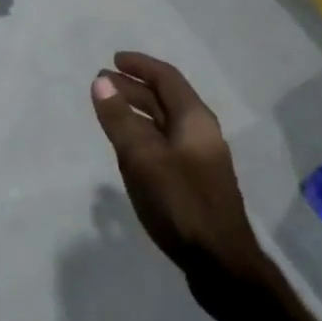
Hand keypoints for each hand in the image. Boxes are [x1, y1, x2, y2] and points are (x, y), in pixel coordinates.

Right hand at [90, 52, 263, 281]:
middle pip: (165, 99)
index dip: (140, 65)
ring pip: (164, 123)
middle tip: (102, 84)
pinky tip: (127, 148)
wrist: (219, 261)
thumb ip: (120, 119)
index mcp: (195, 120)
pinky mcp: (193, 181)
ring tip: (108, 110)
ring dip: (136, 111)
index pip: (166, 78)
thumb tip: (102, 81)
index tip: (113, 59)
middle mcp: (200, 133)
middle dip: (134, 87)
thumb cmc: (179, 202)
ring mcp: (199, 159)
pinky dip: (142, 134)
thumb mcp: (142, 157)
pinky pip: (164, 144)